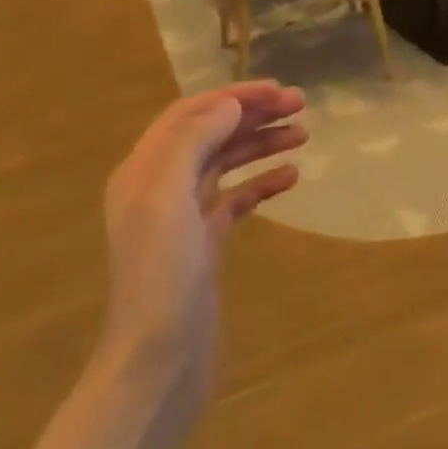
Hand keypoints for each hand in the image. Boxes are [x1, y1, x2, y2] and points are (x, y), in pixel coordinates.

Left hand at [102, 82, 306, 398]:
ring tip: (303, 134)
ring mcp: (184, 218)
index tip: (278, 90)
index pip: (190, 114)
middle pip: (210, 134)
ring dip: (261, 145)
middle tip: (300, 106)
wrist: (159, 358)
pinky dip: (262, 184)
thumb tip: (228, 104)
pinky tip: (292, 178)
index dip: (233, 96)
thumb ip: (193, 142)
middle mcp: (160, 187)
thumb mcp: (167, 197)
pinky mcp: (205, 245)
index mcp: (144, 170)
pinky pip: (236, 200)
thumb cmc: (161, 274)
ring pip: (226, 164)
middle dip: (252, 115)